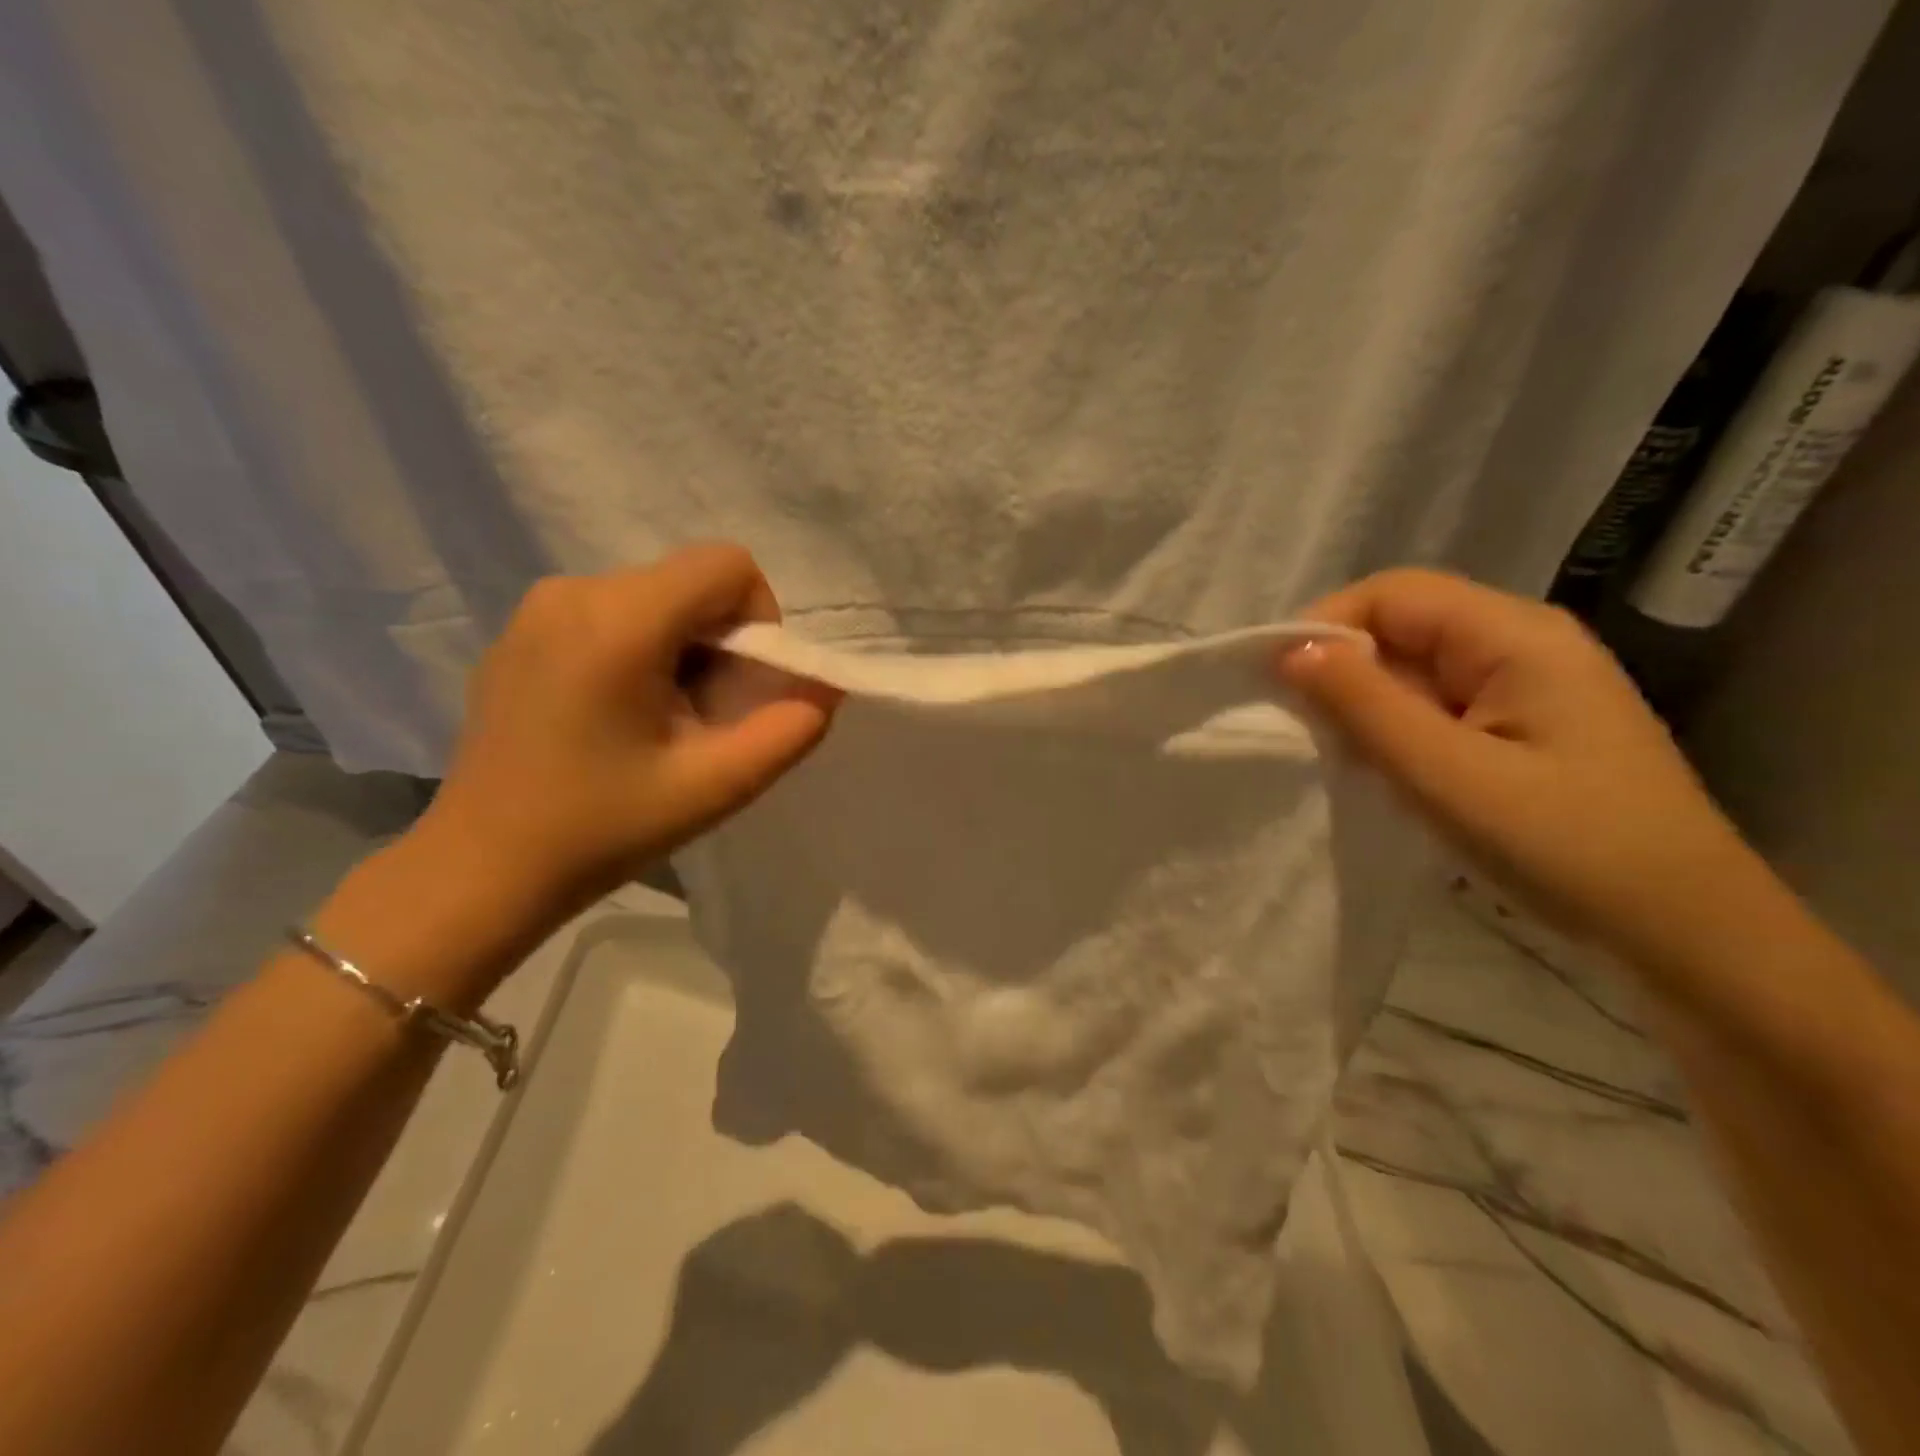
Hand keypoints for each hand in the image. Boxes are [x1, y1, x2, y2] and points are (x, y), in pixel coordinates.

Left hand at [417, 544, 836, 917]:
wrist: (481, 868)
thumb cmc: (601, 829)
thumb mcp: (715, 787)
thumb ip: (789, 731)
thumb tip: (827, 687)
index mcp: (620, 620)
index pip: (728, 566)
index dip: (759, 620)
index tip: (740, 689)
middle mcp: (575, 591)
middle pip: (692, 583)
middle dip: (721, 644)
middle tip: (701, 720)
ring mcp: (539, 607)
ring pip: (657, 598)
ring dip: (684, 650)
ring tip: (660, 723)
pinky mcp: (522, 630)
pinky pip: (614, 613)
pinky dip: (642, 651)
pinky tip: (616, 717)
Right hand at [1277, 569, 1753, 957]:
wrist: (1683, 933)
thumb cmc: (1566, 847)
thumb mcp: (1447, 775)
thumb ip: (1364, 705)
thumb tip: (1289, 650)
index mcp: (1515, 636)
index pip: (1392, 593)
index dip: (1324, 625)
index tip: (1276, 685)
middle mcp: (1521, 643)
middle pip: (1402, 623)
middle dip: (1340, 667)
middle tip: (1299, 728)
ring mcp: (1524, 685)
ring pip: (1413, 666)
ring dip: (1363, 701)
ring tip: (1334, 752)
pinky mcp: (1519, 725)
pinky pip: (1434, 702)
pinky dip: (1393, 726)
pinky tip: (1378, 766)